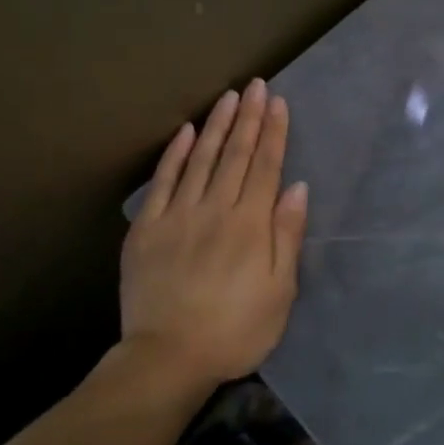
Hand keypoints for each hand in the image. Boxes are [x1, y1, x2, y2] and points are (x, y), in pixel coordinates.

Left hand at [121, 80, 308, 388]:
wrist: (167, 358)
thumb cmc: (235, 331)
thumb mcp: (279, 292)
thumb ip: (287, 236)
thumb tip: (296, 187)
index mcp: (250, 225)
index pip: (265, 167)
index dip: (273, 133)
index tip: (278, 102)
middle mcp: (215, 209)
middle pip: (235, 155)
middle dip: (248, 117)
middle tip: (256, 85)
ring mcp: (178, 215)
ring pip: (202, 159)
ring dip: (217, 125)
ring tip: (228, 97)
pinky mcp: (147, 228)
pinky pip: (163, 181)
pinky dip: (176, 154)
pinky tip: (186, 132)